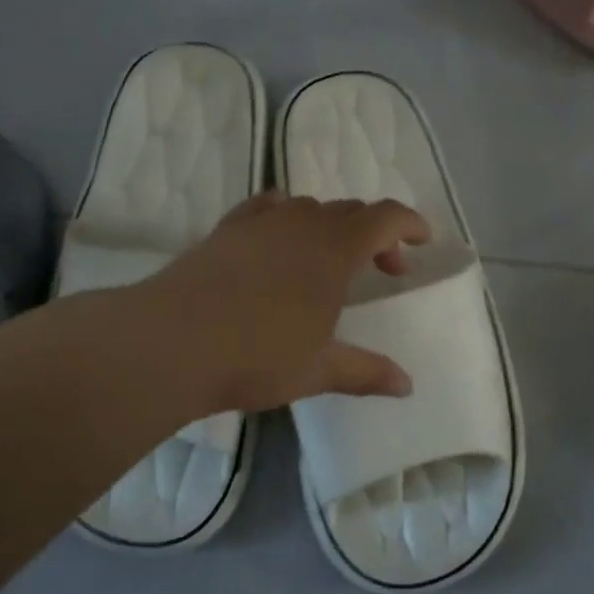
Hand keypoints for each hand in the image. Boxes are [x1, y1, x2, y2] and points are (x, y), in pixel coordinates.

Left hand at [142, 191, 430, 415]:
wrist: (170, 341)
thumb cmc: (256, 355)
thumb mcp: (318, 369)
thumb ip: (366, 372)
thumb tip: (407, 386)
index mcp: (334, 250)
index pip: (385, 217)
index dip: (410, 223)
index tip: (423, 240)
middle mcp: (302, 224)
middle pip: (351, 211)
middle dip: (375, 234)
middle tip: (383, 268)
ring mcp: (260, 222)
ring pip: (309, 208)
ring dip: (332, 227)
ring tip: (329, 261)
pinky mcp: (226, 228)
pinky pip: (267, 207)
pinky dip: (287, 216)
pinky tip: (278, 239)